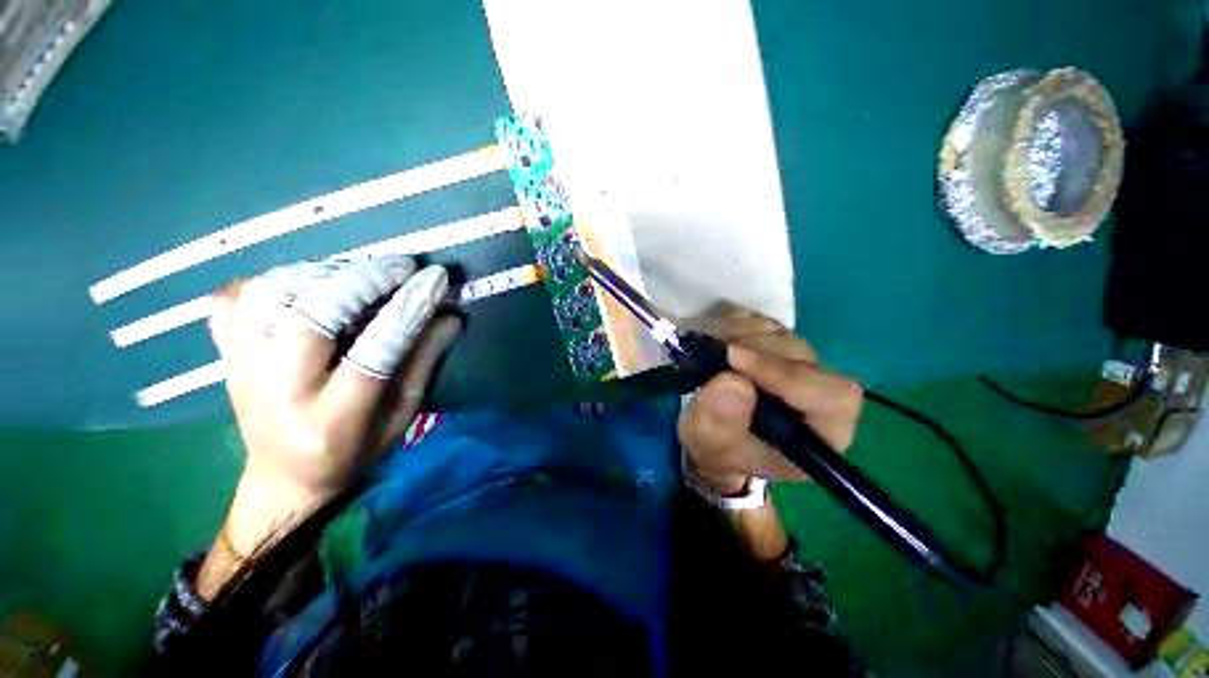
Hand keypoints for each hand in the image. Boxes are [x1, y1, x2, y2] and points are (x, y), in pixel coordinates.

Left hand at [207, 254, 461, 555]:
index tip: (436, 279)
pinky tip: (299, 286)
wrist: (283, 479)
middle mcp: (280, 392)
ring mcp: (242, 370)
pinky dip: (266, 281)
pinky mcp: (225, 357)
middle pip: (310, 318)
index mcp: (334, 419)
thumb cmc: (355, 451)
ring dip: (318, 274)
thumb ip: (424, 362)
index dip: (410, 308)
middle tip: (399, 267)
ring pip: (265, 298)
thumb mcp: (402, 415)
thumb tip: (451, 316)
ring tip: (355, 274)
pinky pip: (230, 301)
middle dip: (362, 280)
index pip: (375, 350)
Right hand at [678, 313, 862, 494]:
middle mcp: (818, 393)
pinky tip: (712, 338)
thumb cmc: (717, 450)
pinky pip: (761, 322)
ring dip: (736, 333)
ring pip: (779, 333)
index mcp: (821, 432)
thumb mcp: (710, 446)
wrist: (712, 436)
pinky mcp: (775, 345)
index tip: (733, 358)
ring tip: (706, 348)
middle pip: (800, 355)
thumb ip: (720, 423)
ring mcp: (797, 363)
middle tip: (711, 351)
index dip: (783, 373)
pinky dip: (732, 323)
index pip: (830, 396)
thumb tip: (731, 382)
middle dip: (750, 349)